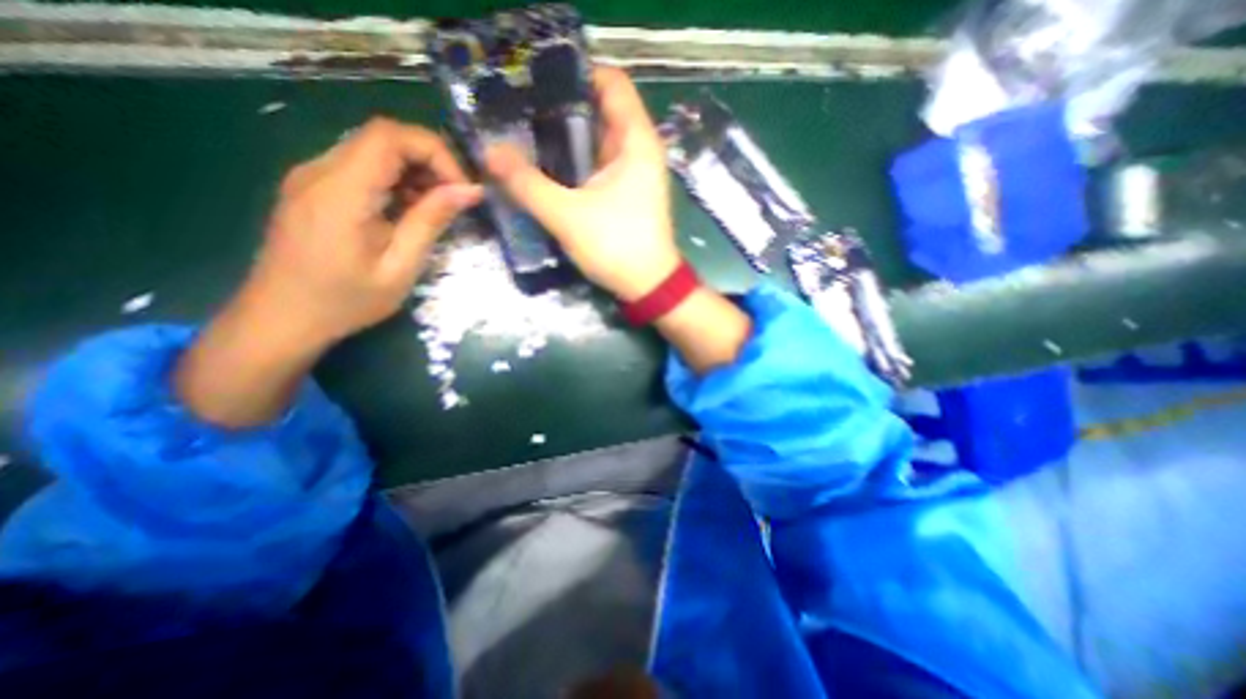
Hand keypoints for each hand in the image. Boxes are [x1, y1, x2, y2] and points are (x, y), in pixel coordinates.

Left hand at [174, 117, 479, 427]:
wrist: (280, 319)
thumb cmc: (345, 302)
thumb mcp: (400, 267)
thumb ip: (431, 222)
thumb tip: (469, 191)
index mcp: (340, 191)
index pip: (390, 136)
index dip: (435, 152)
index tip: (462, 188)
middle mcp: (319, 171)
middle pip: (382, 138)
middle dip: (430, 162)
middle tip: (456, 201)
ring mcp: (311, 177)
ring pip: (373, 151)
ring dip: (414, 173)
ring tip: (436, 210)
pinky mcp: (313, 188)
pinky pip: (361, 168)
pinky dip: (395, 182)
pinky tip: (407, 213)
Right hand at [487, 66, 679, 302]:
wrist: (648, 287)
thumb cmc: (617, 246)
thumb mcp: (567, 215)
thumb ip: (527, 183)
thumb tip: (489, 152)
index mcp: (636, 140)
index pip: (610, 82)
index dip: (574, 74)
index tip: (535, 81)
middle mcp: (638, 150)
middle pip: (598, 111)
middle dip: (559, 108)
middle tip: (516, 110)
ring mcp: (633, 173)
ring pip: (595, 141)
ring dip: (563, 138)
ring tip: (522, 134)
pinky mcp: (626, 193)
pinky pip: (596, 165)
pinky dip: (573, 163)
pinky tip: (546, 167)